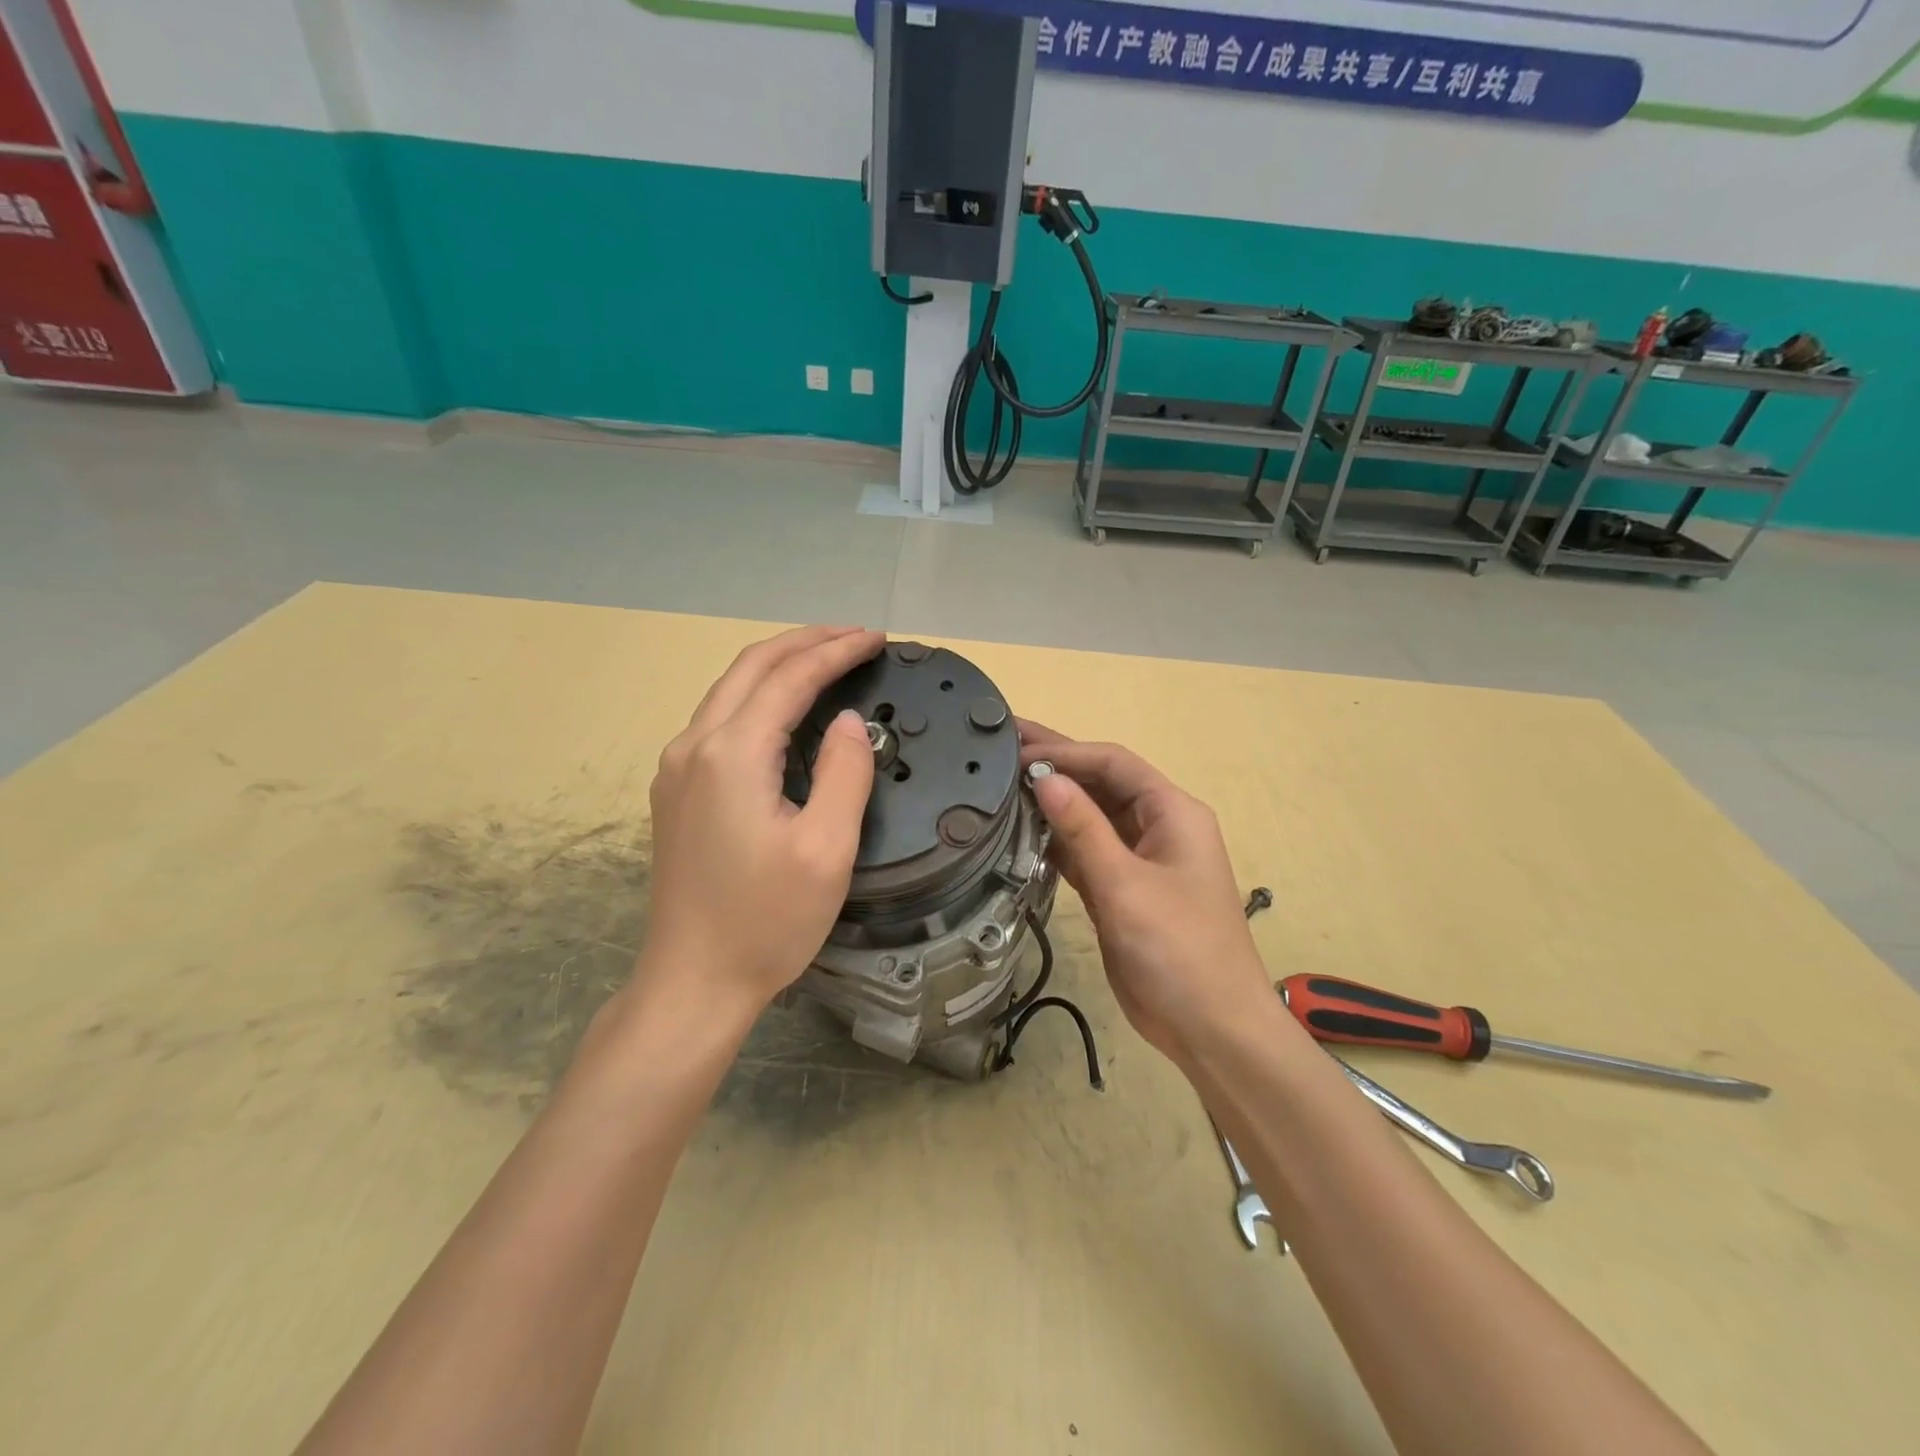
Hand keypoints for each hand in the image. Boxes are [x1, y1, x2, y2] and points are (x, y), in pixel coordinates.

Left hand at [638, 626, 883, 1021]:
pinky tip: (784, 708)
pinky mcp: (676, 790)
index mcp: (732, 755)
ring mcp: (677, 768)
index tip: (877, 639)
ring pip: (729, 690)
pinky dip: (758, 696)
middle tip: (855, 637)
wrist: (692, 982)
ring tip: (827, 659)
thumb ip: (843, 773)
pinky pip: (719, 720)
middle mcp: (694, 746)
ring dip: (779, 665)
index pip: (789, 679)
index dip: (835, 652)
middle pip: (750, 668)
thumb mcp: (826, 850)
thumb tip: (848, 720)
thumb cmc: (767, 922)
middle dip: (805, 642)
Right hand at [1018, 721, 1272, 1069]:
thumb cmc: (1178, 950)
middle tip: (1002, 747)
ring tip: (1002, 784)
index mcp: (1172, 813)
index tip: (1017, 751)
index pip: (1114, 764)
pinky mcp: (1122, 890)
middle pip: (1101, 784)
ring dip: (1053, 803)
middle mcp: (1157, 827)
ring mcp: (1139, 860)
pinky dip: (1056, 841)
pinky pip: (1085, 852)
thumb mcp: (1126, 885)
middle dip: (1056, 766)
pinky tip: (1021, 831)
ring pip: (1091, 818)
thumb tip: (1044, 778)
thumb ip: (1083, 829)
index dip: (1066, 752)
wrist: (1211, 1028)